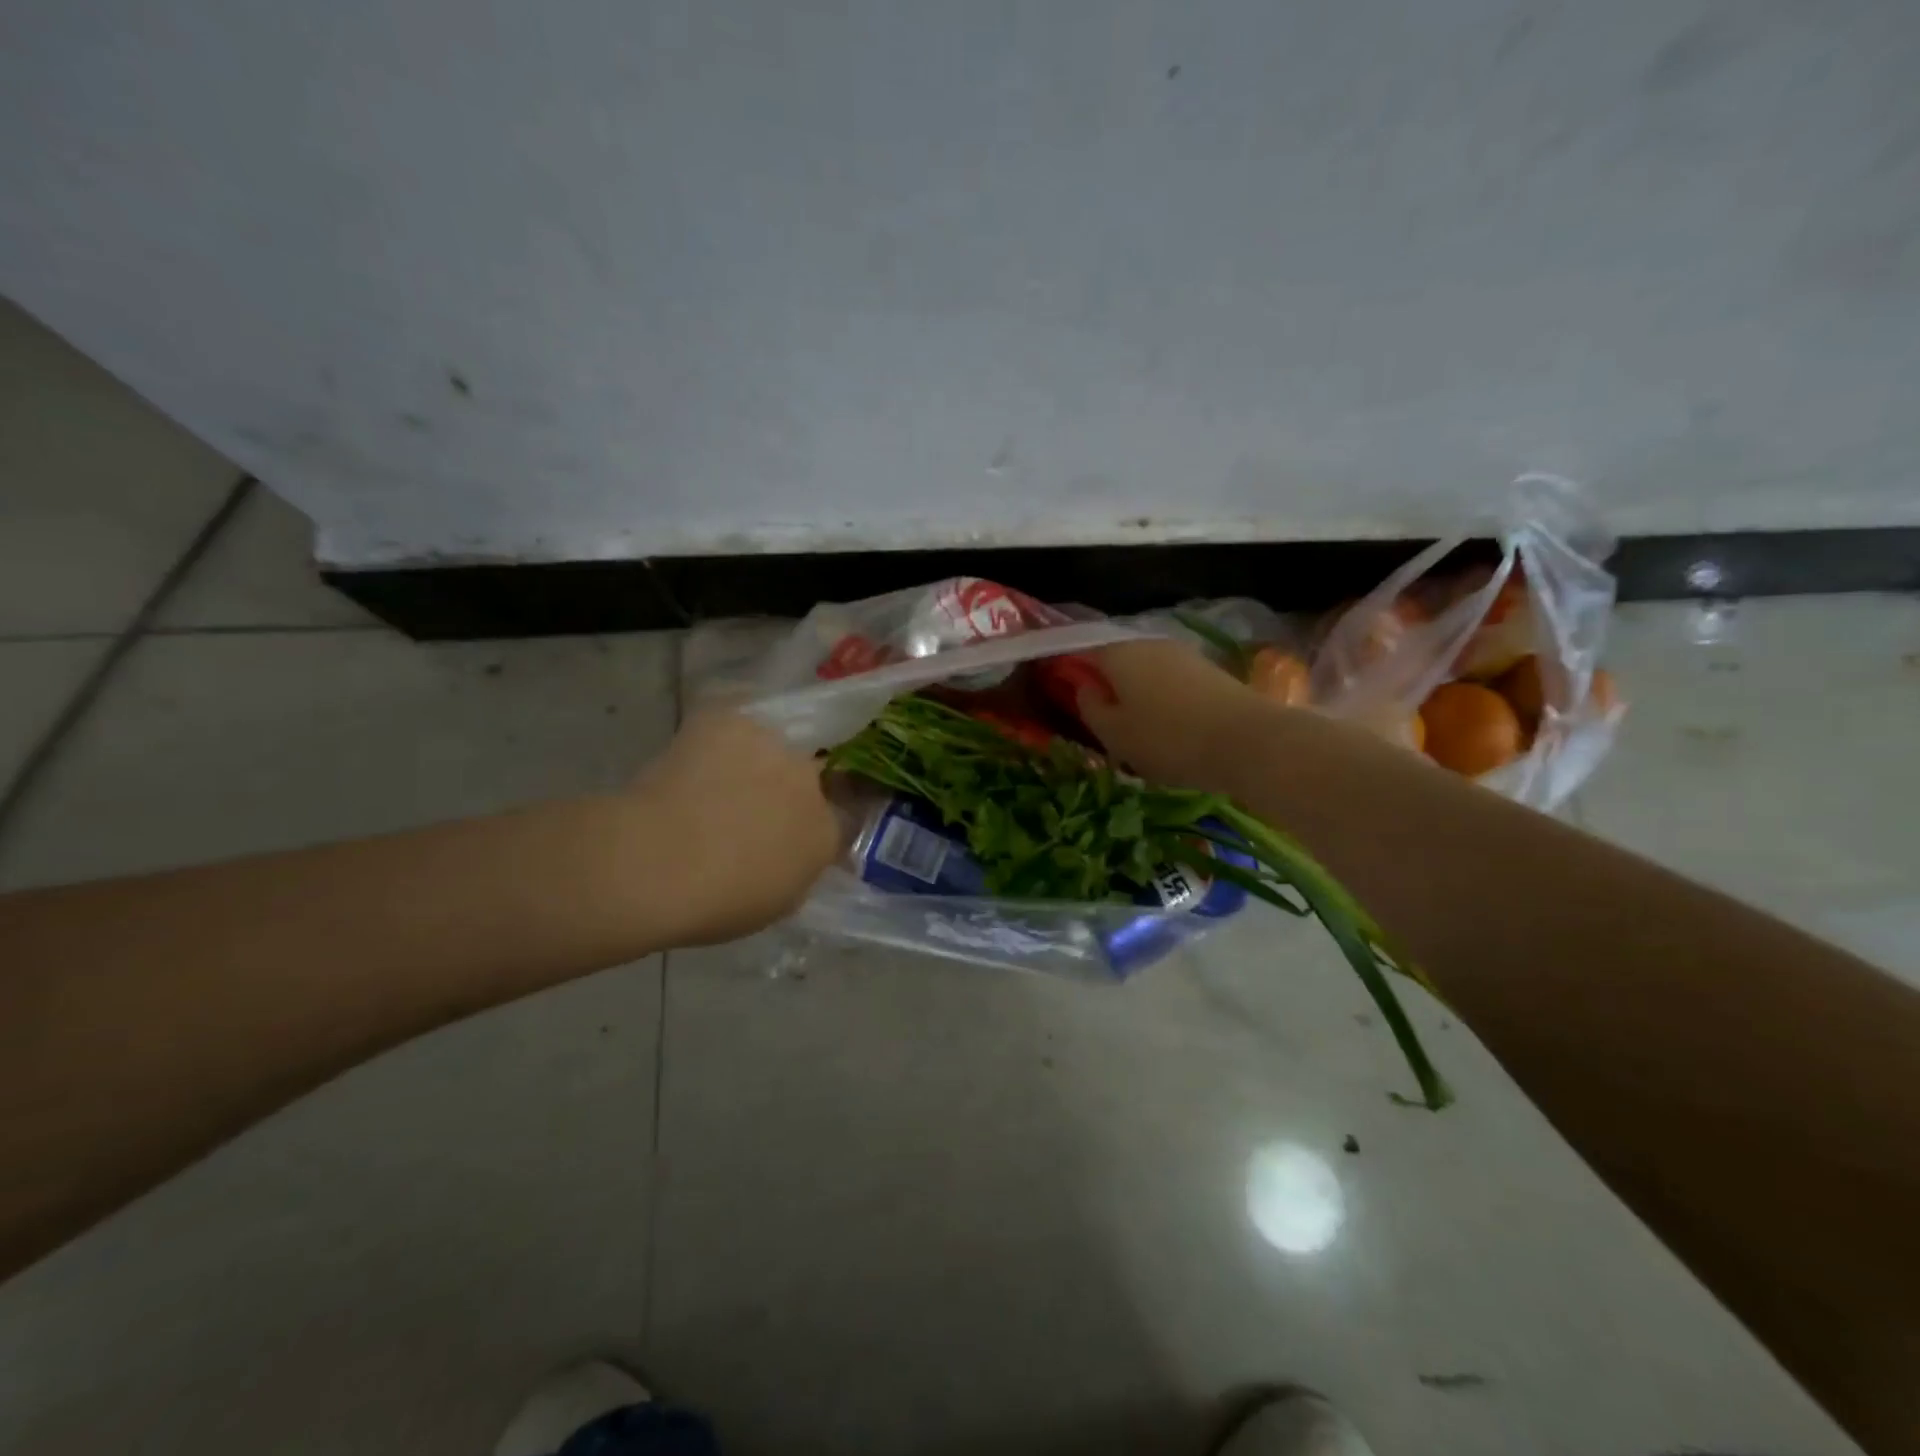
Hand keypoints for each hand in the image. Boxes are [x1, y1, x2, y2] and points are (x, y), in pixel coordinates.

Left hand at [626, 711, 842, 945]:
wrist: (657, 862)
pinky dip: (715, 743)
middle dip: (782, 791)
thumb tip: (790, 854)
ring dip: (752, 763)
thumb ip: (795, 871)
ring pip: (767, 749)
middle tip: (744, 811)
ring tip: (712, 785)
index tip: (782, 836)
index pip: (835, 818)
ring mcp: (771, 745)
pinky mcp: (728, 721)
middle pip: (804, 777)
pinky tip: (690, 765)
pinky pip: (728, 730)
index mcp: (825, 832)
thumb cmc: (716, 903)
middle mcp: (809, 781)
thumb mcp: (774, 903)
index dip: (807, 825)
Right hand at [1073, 639, 1265, 788]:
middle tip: (1105, 722)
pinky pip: (1173, 683)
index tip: (1070, 698)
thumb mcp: (1114, 734)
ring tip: (1139, 731)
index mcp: (1118, 653)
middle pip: (1118, 661)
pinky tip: (1170, 728)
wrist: (1248, 742)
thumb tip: (1084, 687)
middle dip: (1109, 685)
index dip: (1073, 672)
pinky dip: (1165, 700)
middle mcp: (1149, 643)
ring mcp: (1184, 654)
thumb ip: (1090, 708)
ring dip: (1139, 695)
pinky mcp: (1210, 670)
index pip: (1083, 651)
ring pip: (1147, 672)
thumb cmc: (1167, 739)